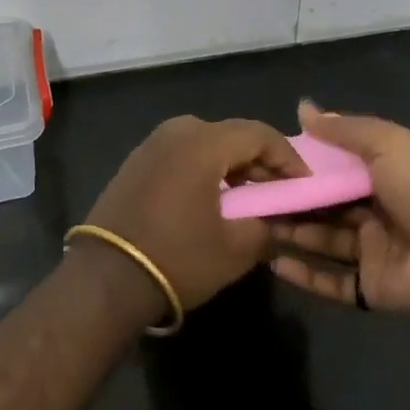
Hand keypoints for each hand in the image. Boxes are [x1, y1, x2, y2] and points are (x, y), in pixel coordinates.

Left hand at [83, 116, 306, 317]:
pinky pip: (182, 154)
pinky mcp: (136, 161)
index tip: (304, 184)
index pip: (259, 134)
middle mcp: (176, 131)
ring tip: (248, 198)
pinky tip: (212, 199)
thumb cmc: (177, 258)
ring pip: (206, 143)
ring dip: (232, 165)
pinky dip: (204, 169)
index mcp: (203, 142)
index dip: (288, 157)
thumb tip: (280, 218)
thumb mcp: (236, 248)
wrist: (105, 278)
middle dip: (260, 161)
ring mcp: (151, 144)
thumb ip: (267, 225)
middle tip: (278, 192)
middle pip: (232, 135)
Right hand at [270, 102, 409, 325]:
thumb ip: (343, 129)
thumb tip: (302, 107)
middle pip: (326, 204)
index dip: (305, 162)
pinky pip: (332, 281)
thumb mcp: (385, 143)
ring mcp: (374, 251)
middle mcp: (377, 210)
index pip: (336, 165)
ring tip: (253, 224)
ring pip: (324, 240)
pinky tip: (273, 262)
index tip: (268, 159)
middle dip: (292, 199)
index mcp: (384, 174)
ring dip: (292, 232)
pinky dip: (304, 274)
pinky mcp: (371, 287)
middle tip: (250, 195)